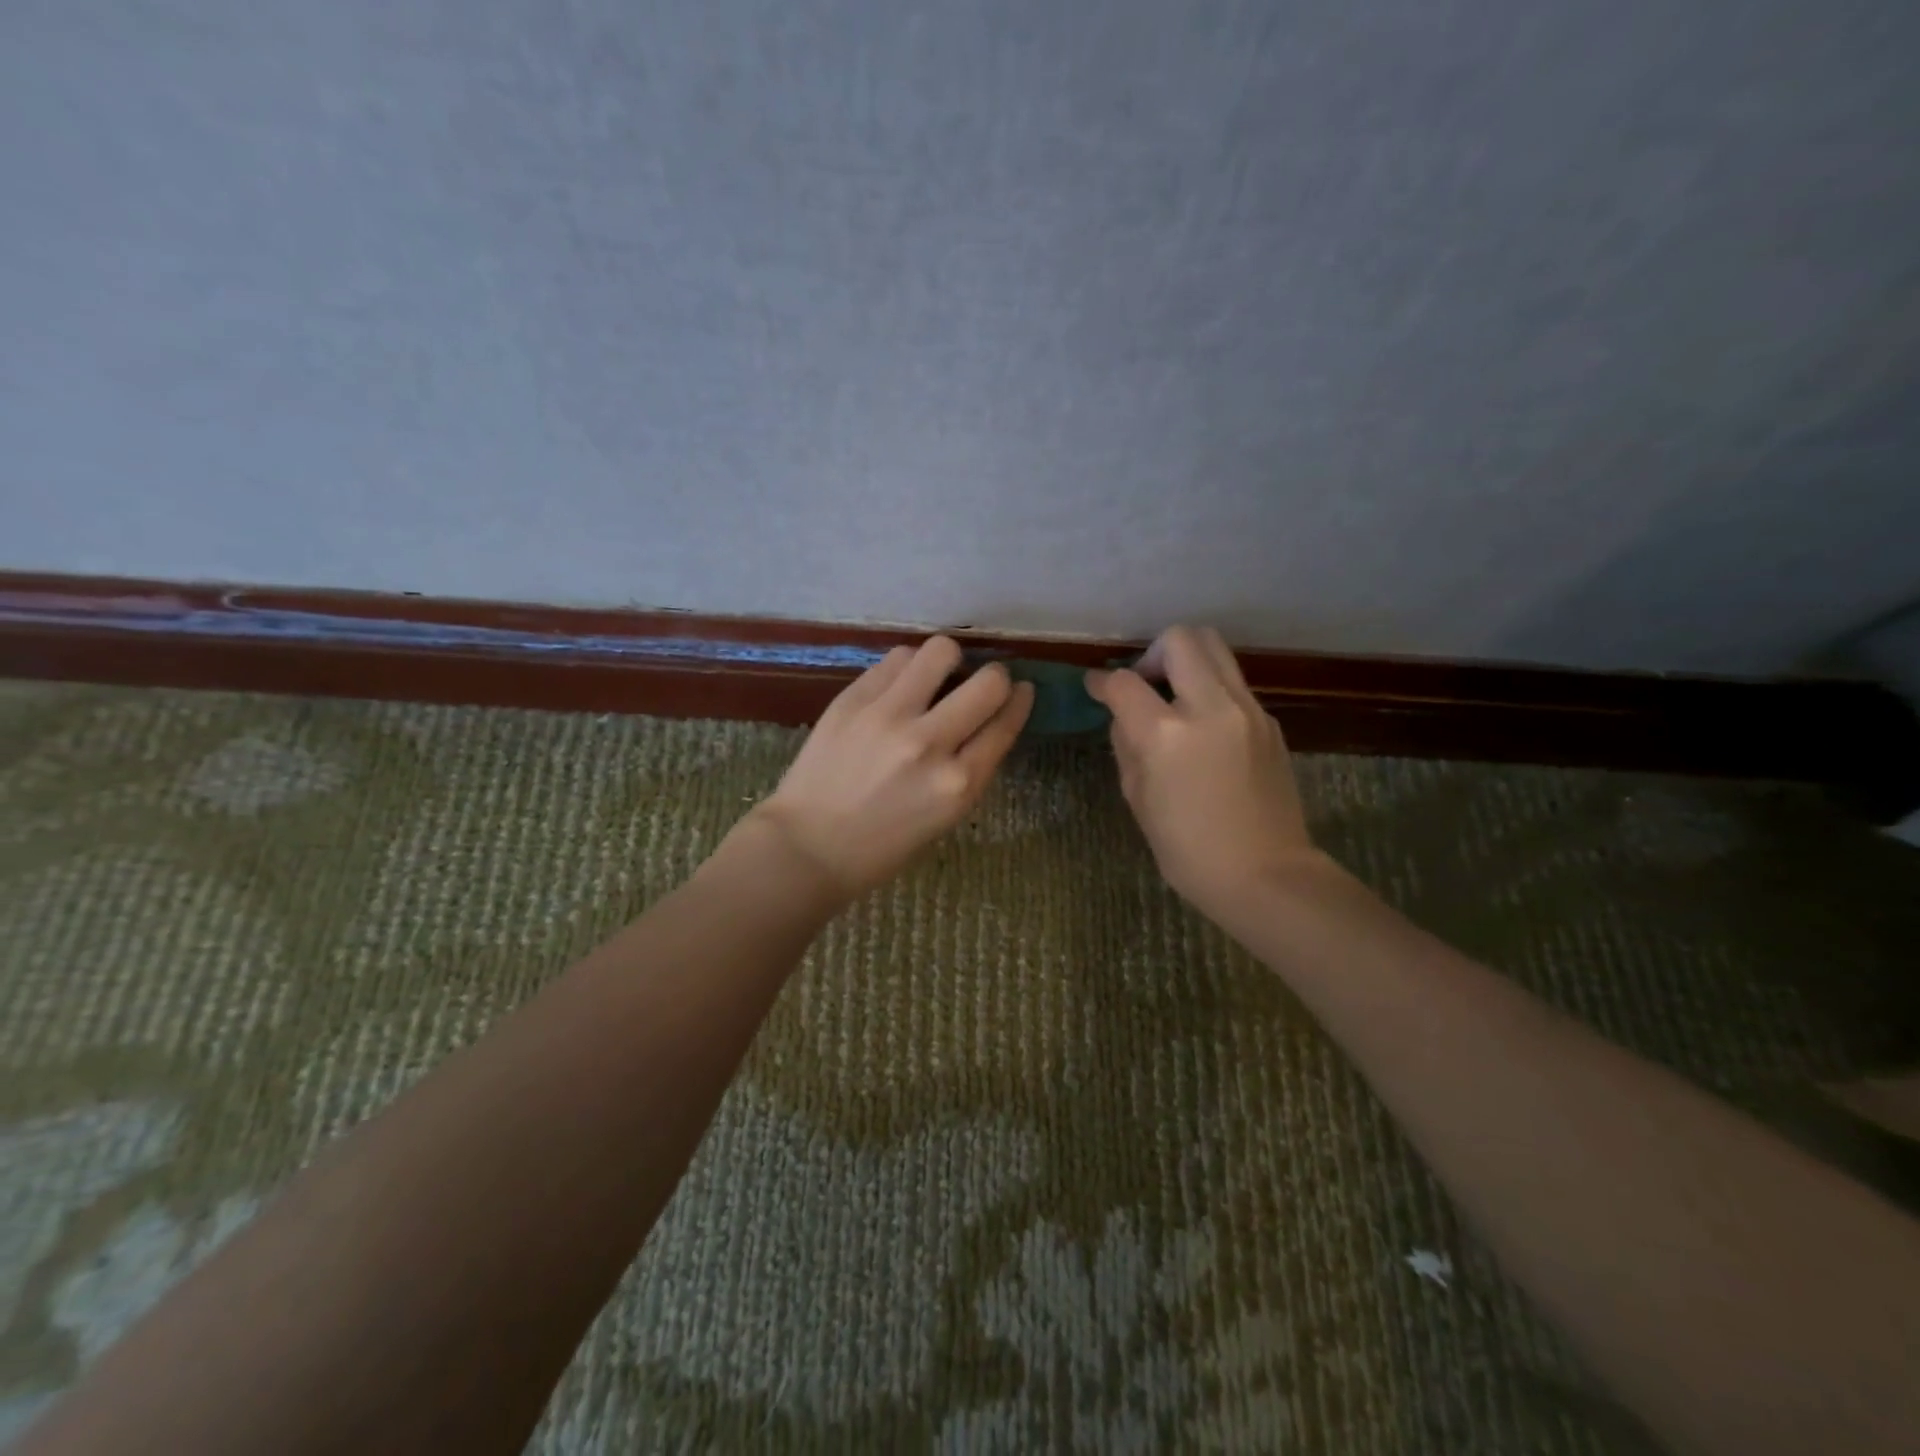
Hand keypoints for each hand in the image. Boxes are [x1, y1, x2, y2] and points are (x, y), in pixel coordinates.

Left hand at [751, 636, 1033, 897]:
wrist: (807, 847)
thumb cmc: (882, 846)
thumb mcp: (945, 816)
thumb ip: (971, 767)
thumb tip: (989, 717)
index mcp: (958, 784)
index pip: (1006, 723)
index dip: (1020, 700)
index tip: (1021, 690)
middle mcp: (929, 744)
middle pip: (989, 681)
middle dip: (994, 678)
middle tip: (979, 686)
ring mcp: (888, 717)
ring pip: (941, 651)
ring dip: (948, 662)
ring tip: (934, 679)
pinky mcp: (852, 700)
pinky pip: (896, 658)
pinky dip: (908, 667)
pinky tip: (900, 686)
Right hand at [1087, 626, 1317, 913]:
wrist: (1266, 874)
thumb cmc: (1188, 850)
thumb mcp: (1138, 798)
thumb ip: (1126, 745)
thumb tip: (1125, 716)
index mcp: (1167, 734)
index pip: (1125, 682)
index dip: (1102, 682)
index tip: (1097, 688)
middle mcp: (1210, 707)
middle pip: (1179, 639)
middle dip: (1151, 653)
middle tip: (1144, 686)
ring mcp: (1247, 709)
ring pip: (1214, 648)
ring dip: (1185, 661)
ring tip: (1173, 698)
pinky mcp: (1269, 720)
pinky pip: (1232, 683)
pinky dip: (1209, 688)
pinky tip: (1203, 726)